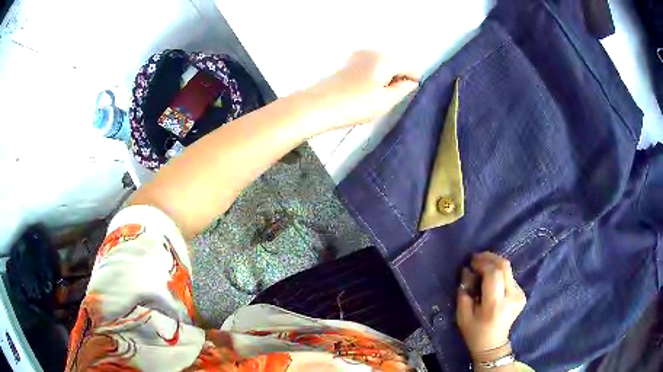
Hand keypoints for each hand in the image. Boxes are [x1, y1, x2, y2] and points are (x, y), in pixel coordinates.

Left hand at [305, 50, 420, 129]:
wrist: (318, 106)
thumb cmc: (355, 105)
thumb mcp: (385, 101)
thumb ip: (403, 90)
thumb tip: (411, 82)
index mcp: (385, 59)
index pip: (410, 67)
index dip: (413, 82)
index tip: (407, 97)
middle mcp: (373, 51)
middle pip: (397, 64)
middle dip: (399, 79)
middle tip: (390, 99)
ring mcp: (359, 55)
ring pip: (384, 65)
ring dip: (386, 79)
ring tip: (377, 97)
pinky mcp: (349, 62)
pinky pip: (371, 67)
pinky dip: (375, 77)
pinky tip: (367, 91)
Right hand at [456, 252, 526, 355]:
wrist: (493, 344)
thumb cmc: (474, 332)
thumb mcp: (462, 315)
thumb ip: (464, 291)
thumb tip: (467, 270)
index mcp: (495, 305)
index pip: (494, 274)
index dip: (483, 263)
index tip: (471, 261)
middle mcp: (511, 297)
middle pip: (504, 267)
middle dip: (490, 258)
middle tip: (477, 258)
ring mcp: (519, 295)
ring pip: (508, 270)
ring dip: (494, 265)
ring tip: (482, 268)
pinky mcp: (522, 294)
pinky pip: (510, 277)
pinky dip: (499, 273)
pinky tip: (491, 280)